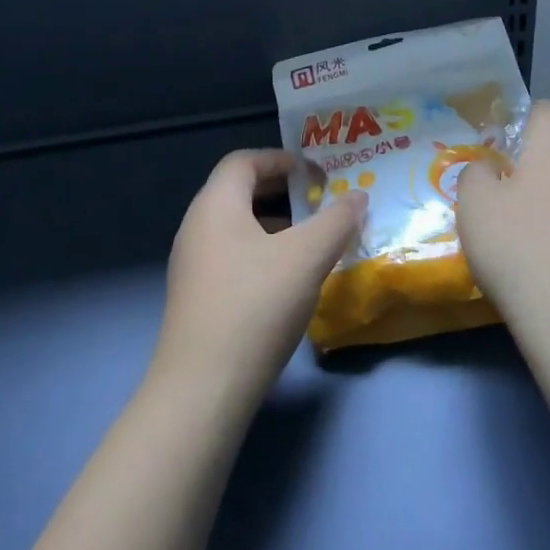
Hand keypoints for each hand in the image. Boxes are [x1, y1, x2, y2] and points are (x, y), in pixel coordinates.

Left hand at [152, 149, 365, 408]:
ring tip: (310, 241)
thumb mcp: (307, 258)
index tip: (315, 173)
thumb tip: (358, 196)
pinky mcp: (195, 297)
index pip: (244, 160)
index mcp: (216, 204)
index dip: (281, 159)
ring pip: (236, 226)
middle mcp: (196, 226)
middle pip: (239, 191)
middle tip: (319, 202)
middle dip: (281, 191)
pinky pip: (231, 255)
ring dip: (274, 224)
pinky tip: (286, 279)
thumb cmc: (255, 306)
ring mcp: (191, 264)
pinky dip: (260, 252)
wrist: (202, 390)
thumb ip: (336, 221)